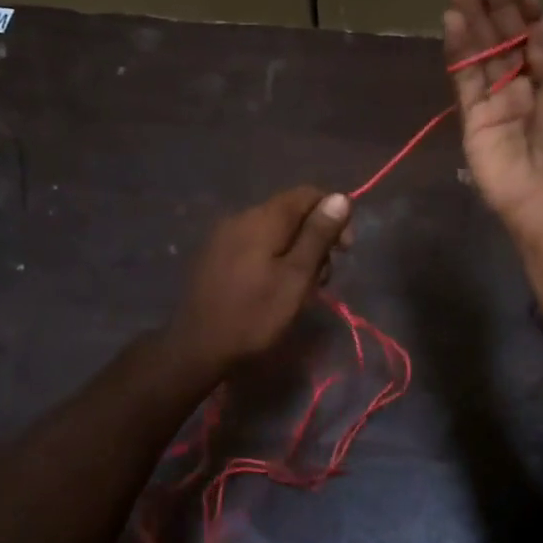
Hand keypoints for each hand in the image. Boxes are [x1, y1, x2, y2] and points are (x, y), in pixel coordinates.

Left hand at [165, 187, 352, 380]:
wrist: (197, 348)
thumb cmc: (255, 315)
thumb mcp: (297, 277)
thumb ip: (318, 236)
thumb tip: (340, 197)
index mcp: (263, 218)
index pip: (307, 194)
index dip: (333, 215)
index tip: (344, 250)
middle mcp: (241, 217)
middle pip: (290, 213)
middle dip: (314, 240)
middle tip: (321, 280)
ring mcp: (224, 236)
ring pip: (273, 232)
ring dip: (294, 253)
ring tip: (298, 290)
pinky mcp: (214, 256)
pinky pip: (253, 246)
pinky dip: (272, 260)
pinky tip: (272, 289)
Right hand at [445, 0, 542, 246]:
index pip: (541, 34)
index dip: (529, 9)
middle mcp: (532, 85)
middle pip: (508, 38)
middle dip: (496, 4)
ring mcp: (500, 102)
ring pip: (483, 54)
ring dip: (473, 19)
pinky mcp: (473, 120)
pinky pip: (465, 80)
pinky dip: (460, 51)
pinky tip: (453, 20)